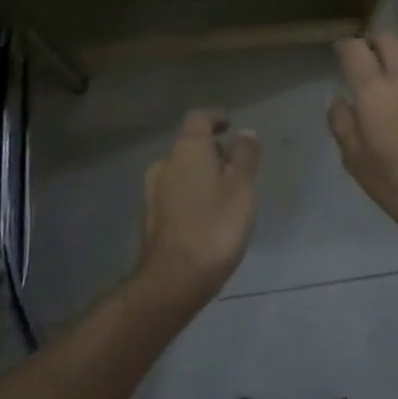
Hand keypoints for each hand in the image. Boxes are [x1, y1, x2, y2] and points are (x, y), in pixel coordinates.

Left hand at [135, 111, 261, 313]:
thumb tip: (246, 132)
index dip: (216, 119)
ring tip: (223, 194)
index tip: (230, 127)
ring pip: (181, 171)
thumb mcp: (242, 187)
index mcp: (187, 149)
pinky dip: (190, 194)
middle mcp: (165, 163)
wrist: (173, 279)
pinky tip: (205, 216)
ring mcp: (153, 191)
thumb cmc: (215, 226)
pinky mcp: (151, 217)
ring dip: (200, 174)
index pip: (199, 119)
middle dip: (212, 151)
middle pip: (190, 145)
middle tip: (235, 167)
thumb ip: (245, 156)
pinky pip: (174, 193)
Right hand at [328, 34, 397, 252]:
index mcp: (372, 90)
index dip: (344, 47)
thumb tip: (337, 99)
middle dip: (373, 43)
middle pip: (386, 38)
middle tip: (366, 59)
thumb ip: (341, 124)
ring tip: (394, 66)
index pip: (354, 49)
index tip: (339, 55)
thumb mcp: (355, 160)